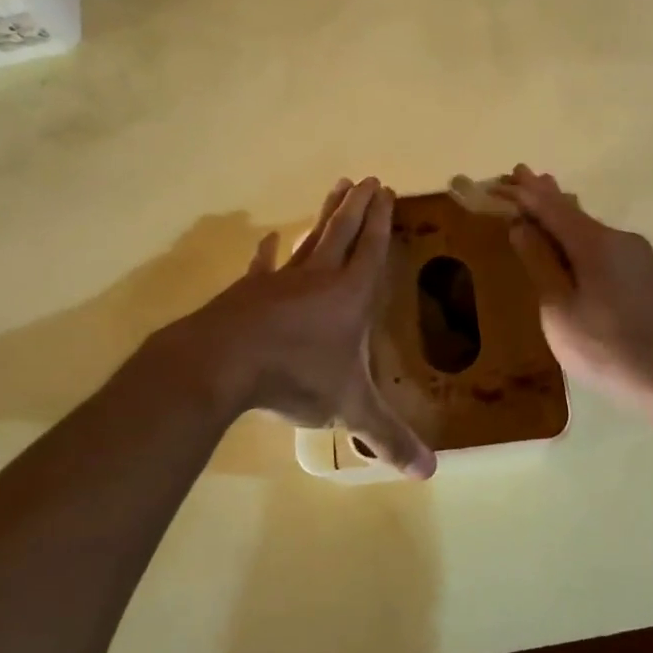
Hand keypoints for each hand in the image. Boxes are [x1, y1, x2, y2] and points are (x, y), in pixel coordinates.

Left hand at [152, 178, 435, 477]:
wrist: (223, 364)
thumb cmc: (296, 376)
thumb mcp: (349, 409)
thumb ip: (387, 437)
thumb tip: (429, 473)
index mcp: (350, 295)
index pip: (372, 249)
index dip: (381, 221)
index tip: (385, 191)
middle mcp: (319, 278)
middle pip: (343, 232)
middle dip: (357, 206)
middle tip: (367, 179)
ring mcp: (280, 281)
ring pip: (310, 240)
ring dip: (324, 216)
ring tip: (335, 189)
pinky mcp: (248, 292)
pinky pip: (263, 266)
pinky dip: (268, 252)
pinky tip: (268, 239)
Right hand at [503, 166, 652, 414]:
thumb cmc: (609, 349)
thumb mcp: (561, 311)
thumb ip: (540, 265)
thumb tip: (522, 226)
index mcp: (596, 243)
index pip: (552, 207)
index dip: (526, 193)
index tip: (508, 173)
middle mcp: (620, 240)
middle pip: (574, 212)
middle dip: (546, 196)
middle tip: (522, 176)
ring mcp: (638, 259)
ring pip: (591, 230)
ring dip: (564, 217)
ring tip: (544, 201)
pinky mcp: (647, 279)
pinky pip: (603, 247)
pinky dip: (580, 239)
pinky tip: (574, 244)